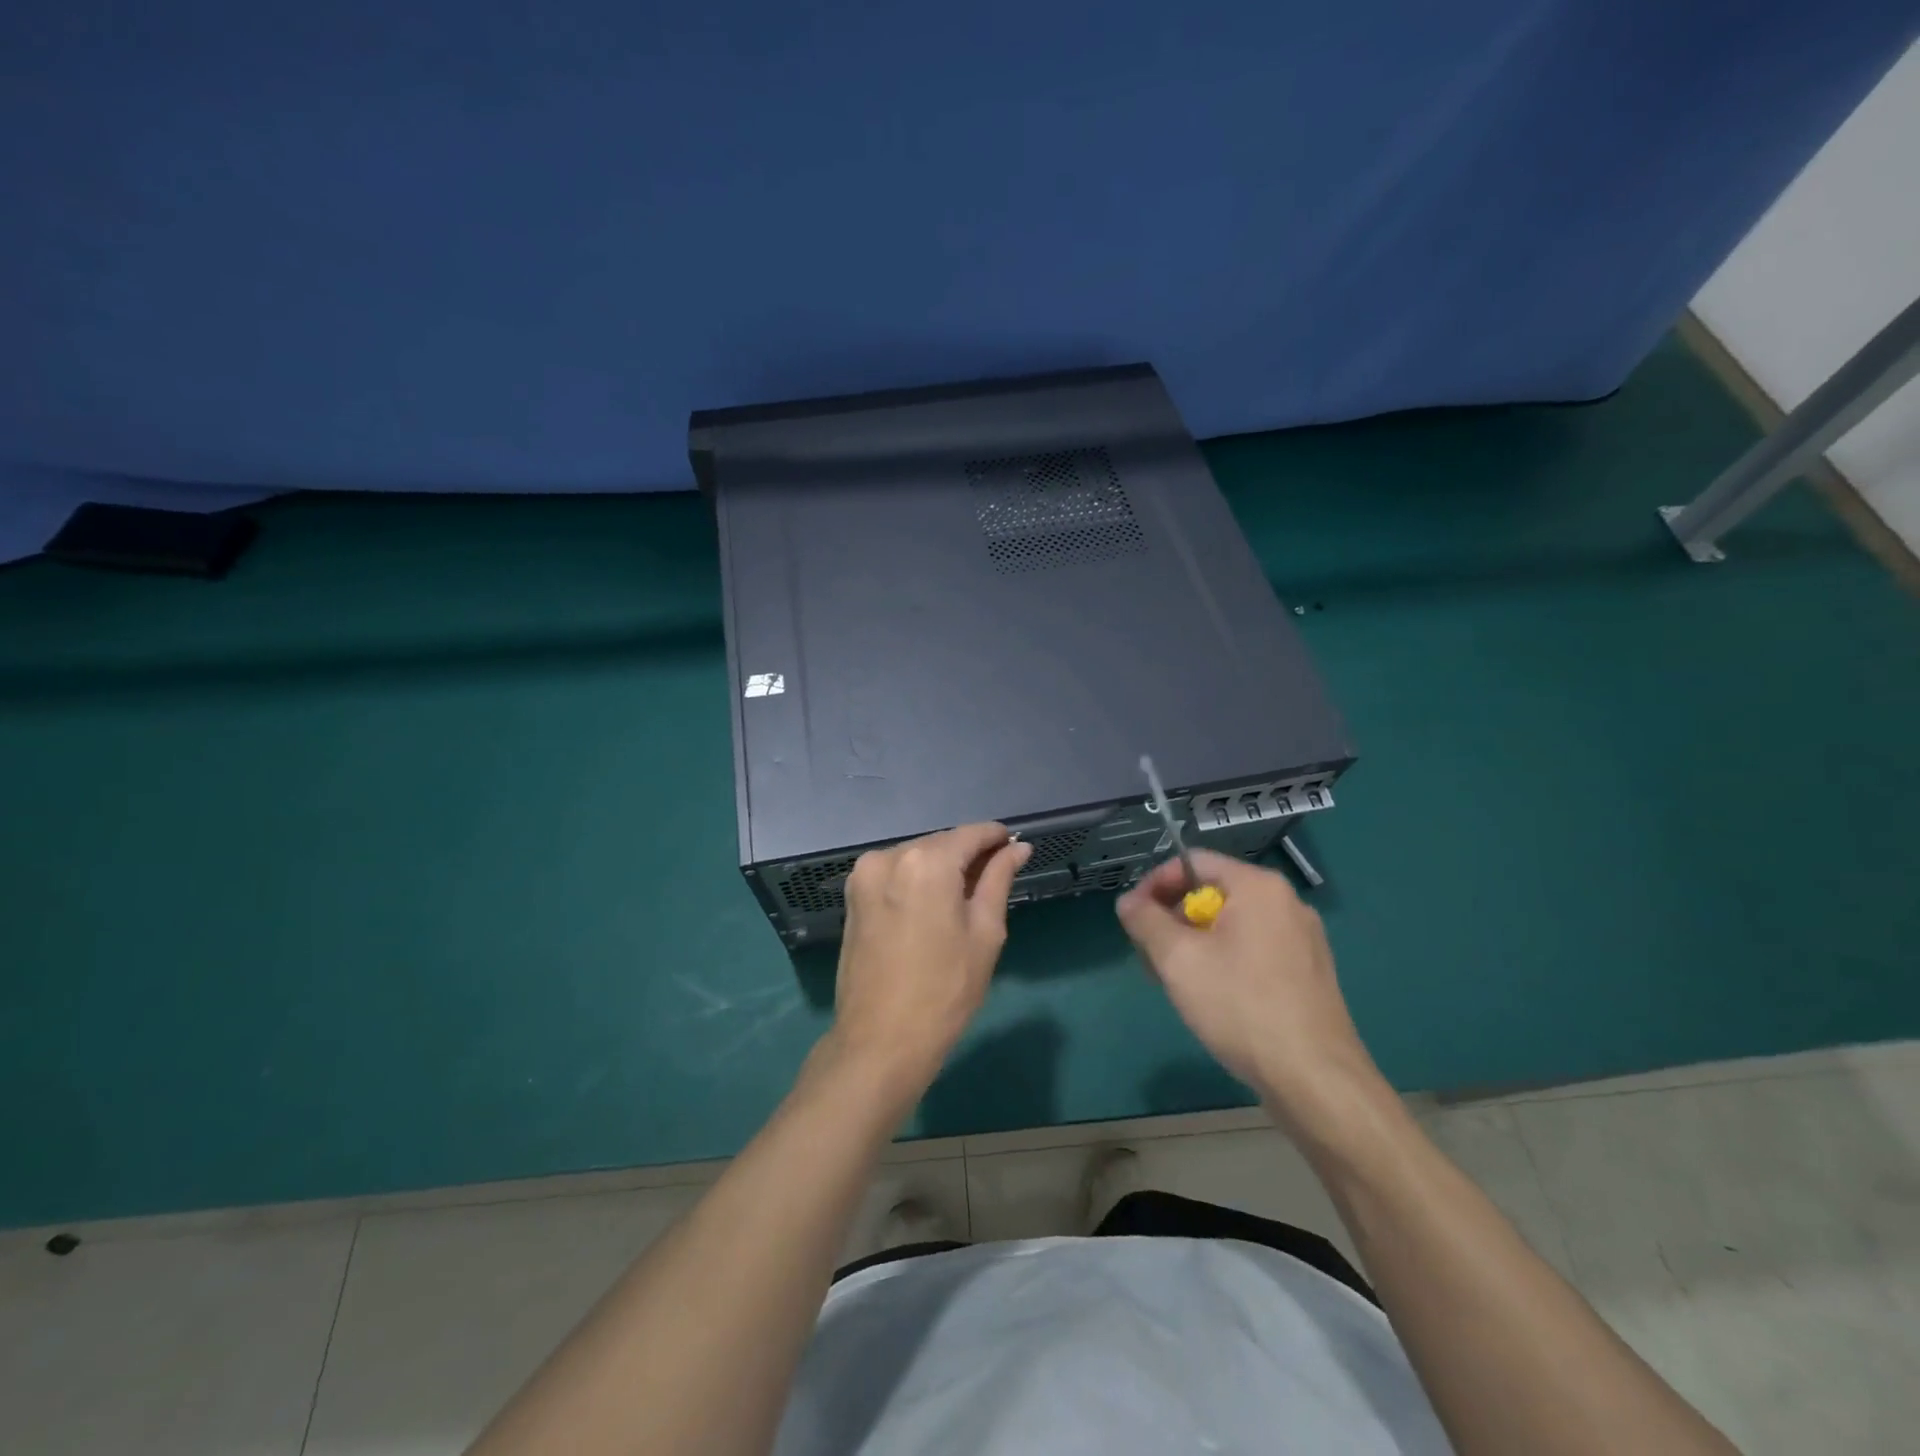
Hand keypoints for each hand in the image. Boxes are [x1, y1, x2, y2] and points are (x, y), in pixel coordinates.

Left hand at [825, 823, 1031, 1096]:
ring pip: (916, 857)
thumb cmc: (945, 990)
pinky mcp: (853, 896)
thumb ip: (998, 879)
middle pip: (940, 843)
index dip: (995, 838)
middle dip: (968, 855)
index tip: (1014, 846)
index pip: (969, 834)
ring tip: (965, 897)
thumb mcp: (985, 932)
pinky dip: (917, 880)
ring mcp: (864, 875)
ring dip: (941, 868)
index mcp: (926, 863)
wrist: (880, 1041)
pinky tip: (933, 905)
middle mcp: (889, 856)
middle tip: (995, 876)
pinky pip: (895, 874)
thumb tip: (1017, 848)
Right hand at [1116, 849, 1379, 1131]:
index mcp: (1258, 887)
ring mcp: (1303, 940)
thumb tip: (1129, 902)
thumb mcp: (1178, 959)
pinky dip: (1224, 962)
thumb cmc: (1241, 1007)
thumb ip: (1145, 920)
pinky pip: (1254, 950)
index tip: (1132, 917)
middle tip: (1150, 956)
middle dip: (1173, 920)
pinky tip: (1212, 998)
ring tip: (1175, 982)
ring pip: (1232, 926)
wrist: (1315, 1080)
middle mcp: (1286, 903)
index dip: (1154, 884)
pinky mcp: (1309, 973)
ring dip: (1195, 944)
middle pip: (1213, 893)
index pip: (1193, 862)